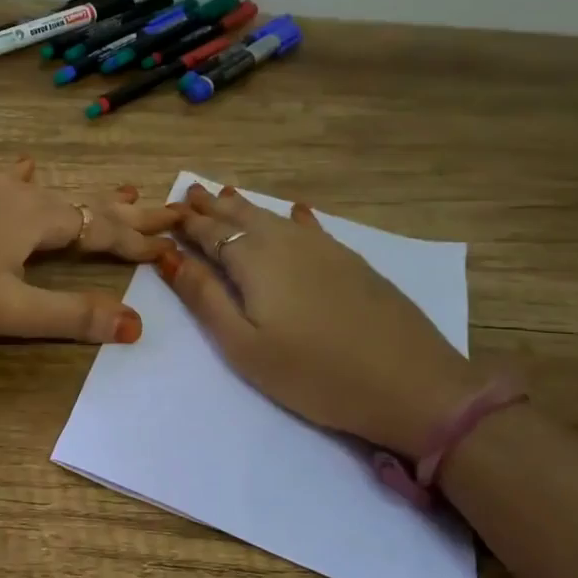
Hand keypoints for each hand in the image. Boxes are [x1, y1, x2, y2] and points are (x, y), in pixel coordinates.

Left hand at [0, 159, 180, 343]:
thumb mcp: (12, 310)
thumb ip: (71, 316)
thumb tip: (135, 325)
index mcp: (41, 220)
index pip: (103, 230)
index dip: (138, 242)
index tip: (173, 247)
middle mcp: (25, 199)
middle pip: (89, 205)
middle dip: (131, 213)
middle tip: (172, 207)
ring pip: (57, 194)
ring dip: (94, 198)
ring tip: (125, 189)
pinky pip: (14, 184)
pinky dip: (33, 180)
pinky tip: (29, 165)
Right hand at [157, 183, 485, 456]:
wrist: (412, 385)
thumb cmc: (313, 373)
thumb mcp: (244, 345)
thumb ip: (204, 297)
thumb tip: (167, 256)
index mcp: (255, 261)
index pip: (210, 233)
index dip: (186, 222)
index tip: (165, 210)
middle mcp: (287, 243)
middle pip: (242, 218)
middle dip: (213, 206)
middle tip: (191, 192)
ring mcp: (325, 250)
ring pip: (275, 218)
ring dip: (246, 207)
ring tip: (227, 195)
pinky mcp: (352, 263)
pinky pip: (312, 228)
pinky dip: (295, 218)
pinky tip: (297, 211)